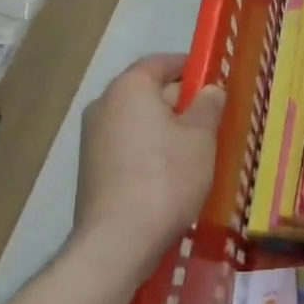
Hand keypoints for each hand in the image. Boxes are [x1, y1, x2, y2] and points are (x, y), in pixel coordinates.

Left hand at [75, 54, 224, 260]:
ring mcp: (92, 139)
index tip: (213, 80)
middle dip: (180, 101)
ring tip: (195, 150)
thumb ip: (208, 105)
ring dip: (164, 128)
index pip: (161, 62)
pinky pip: (126, 145)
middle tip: (211, 119)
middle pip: (148, 91)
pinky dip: (148, 150)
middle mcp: (104, 105)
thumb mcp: (201, 137)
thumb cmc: (167, 176)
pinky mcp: (90, 169)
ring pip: (137, 121)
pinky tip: (170, 173)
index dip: (189, 67)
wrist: (118, 241)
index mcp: (129, 88)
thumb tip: (210, 89)